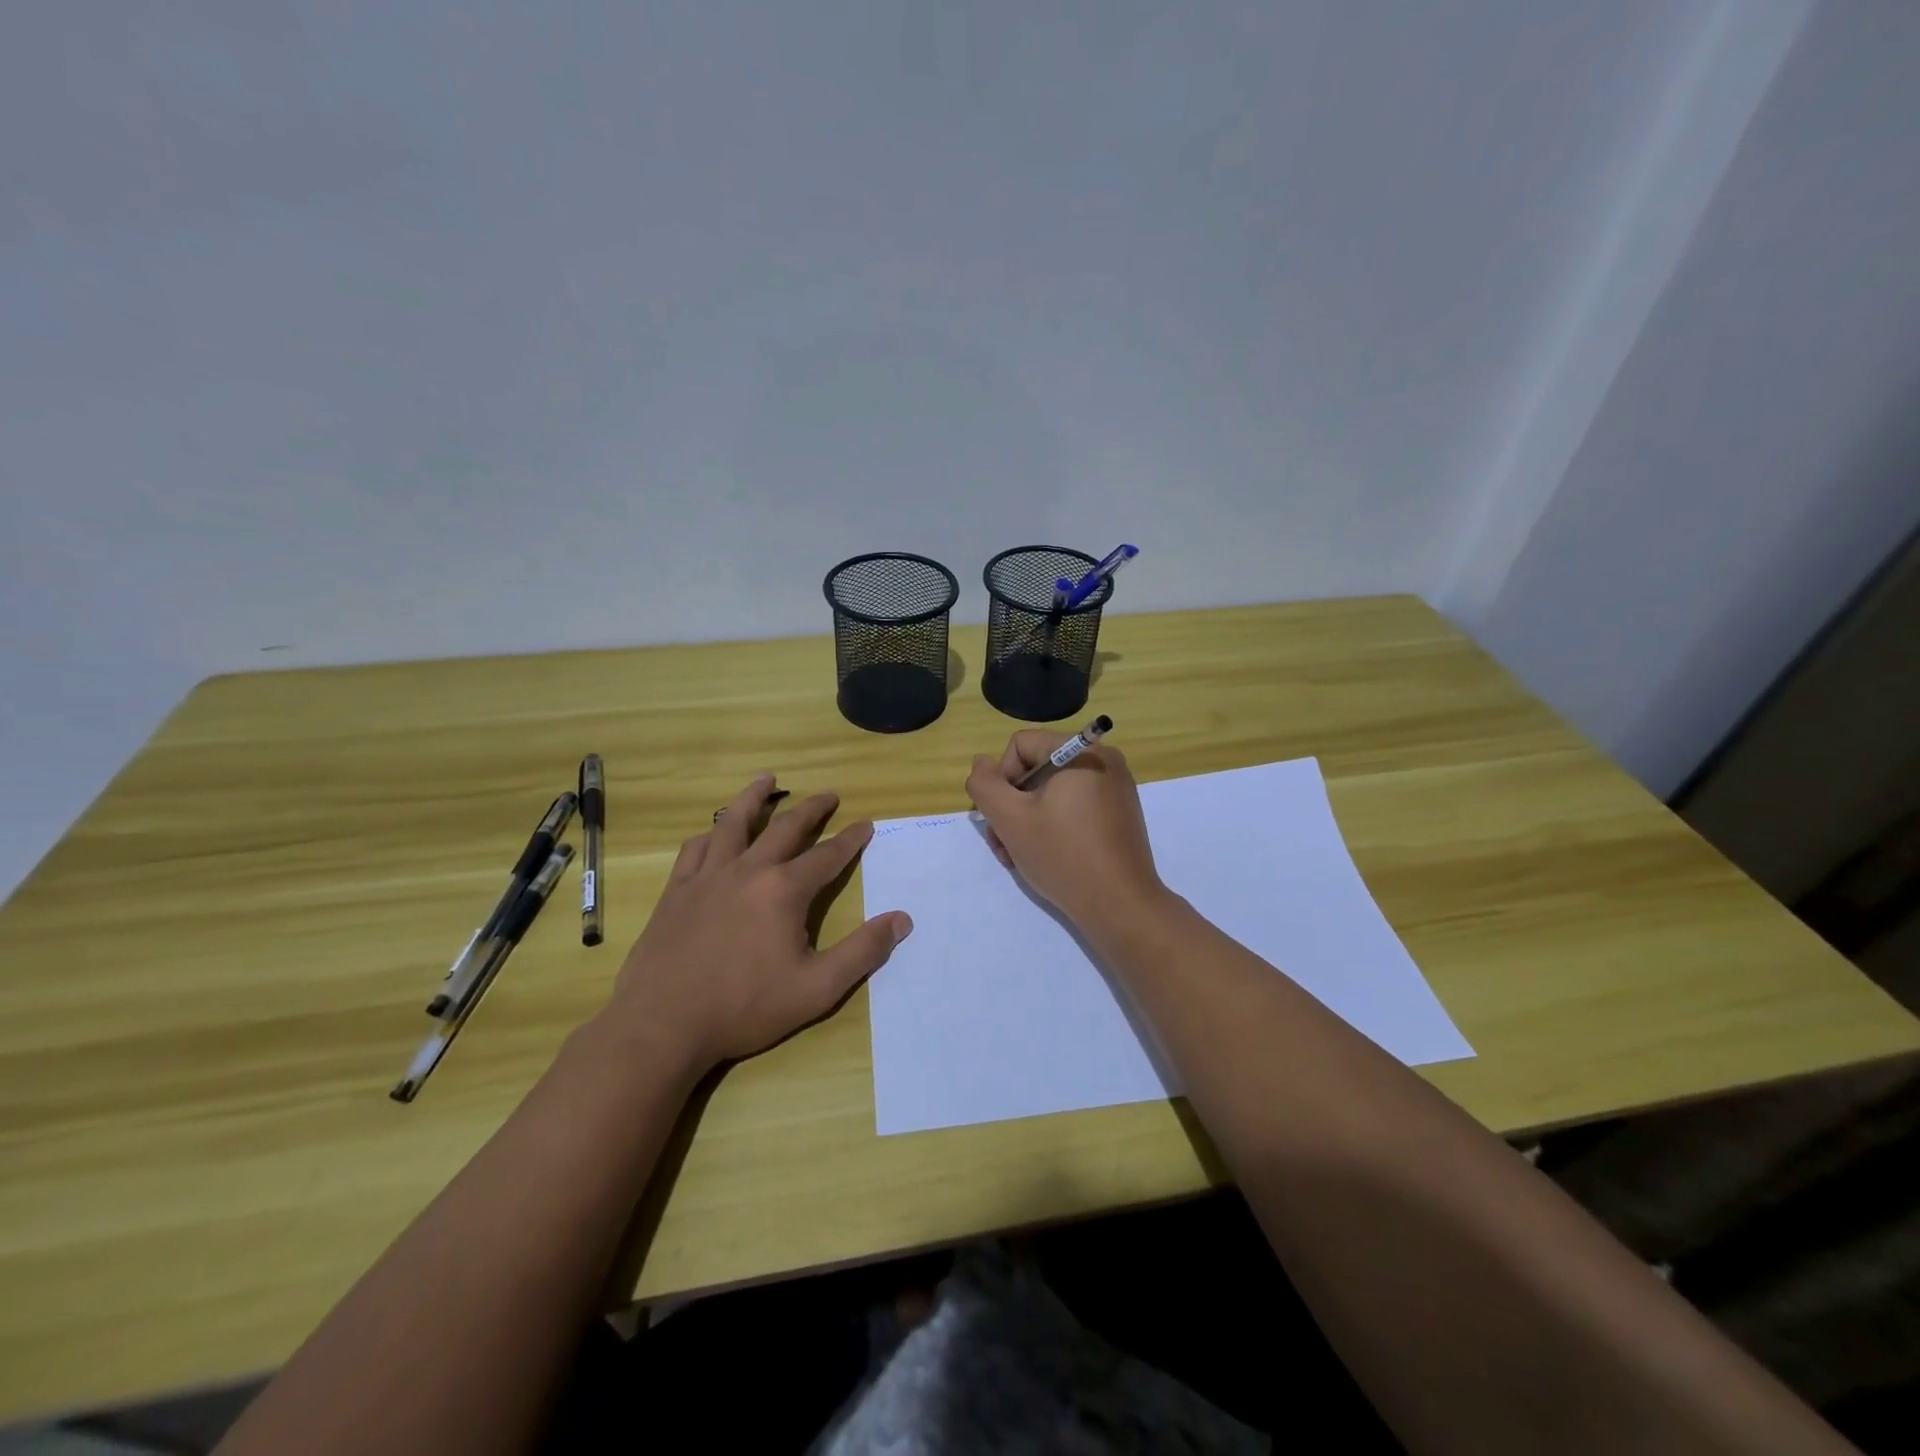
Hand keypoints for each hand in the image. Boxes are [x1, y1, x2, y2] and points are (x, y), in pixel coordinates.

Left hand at [604, 774, 912, 1070]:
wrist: (662, 1025)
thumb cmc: (744, 1007)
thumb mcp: (817, 989)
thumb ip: (862, 952)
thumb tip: (902, 920)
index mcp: (784, 891)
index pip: (828, 856)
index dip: (851, 839)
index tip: (866, 823)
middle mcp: (748, 870)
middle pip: (785, 827)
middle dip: (812, 808)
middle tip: (829, 794)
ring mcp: (708, 876)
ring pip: (734, 823)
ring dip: (755, 797)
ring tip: (766, 778)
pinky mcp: (677, 890)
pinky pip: (696, 848)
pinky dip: (712, 833)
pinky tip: (715, 832)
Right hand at [965, 733, 1167, 931]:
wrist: (1120, 906)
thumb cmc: (1062, 855)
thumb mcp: (1010, 819)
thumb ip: (985, 785)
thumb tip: (981, 763)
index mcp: (1081, 751)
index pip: (1020, 746)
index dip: (1001, 780)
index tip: (1000, 817)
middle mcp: (1103, 759)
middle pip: (1036, 769)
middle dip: (1012, 805)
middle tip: (1003, 843)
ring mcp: (1115, 788)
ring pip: (1052, 792)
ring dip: (1027, 820)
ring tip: (1018, 856)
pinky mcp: (1119, 813)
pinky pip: (1074, 806)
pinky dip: (1053, 825)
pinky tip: (1045, 856)